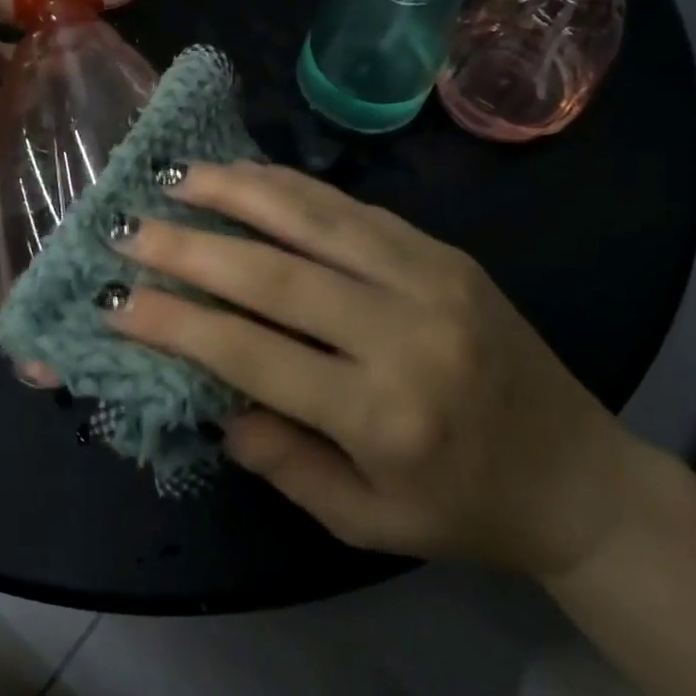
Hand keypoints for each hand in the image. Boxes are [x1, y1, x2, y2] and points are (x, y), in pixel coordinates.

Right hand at [107, 161, 652, 578]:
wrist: (580, 475)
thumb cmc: (463, 510)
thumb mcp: (364, 521)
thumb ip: (282, 461)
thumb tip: (210, 397)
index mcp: (384, 416)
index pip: (253, 353)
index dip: (176, 323)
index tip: (116, 298)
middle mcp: (405, 334)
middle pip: (275, 275)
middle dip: (189, 246)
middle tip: (128, 227)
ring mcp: (431, 278)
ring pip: (315, 219)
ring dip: (237, 192)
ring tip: (177, 177)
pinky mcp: (444, 250)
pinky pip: (353, 207)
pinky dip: (291, 186)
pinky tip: (248, 174)